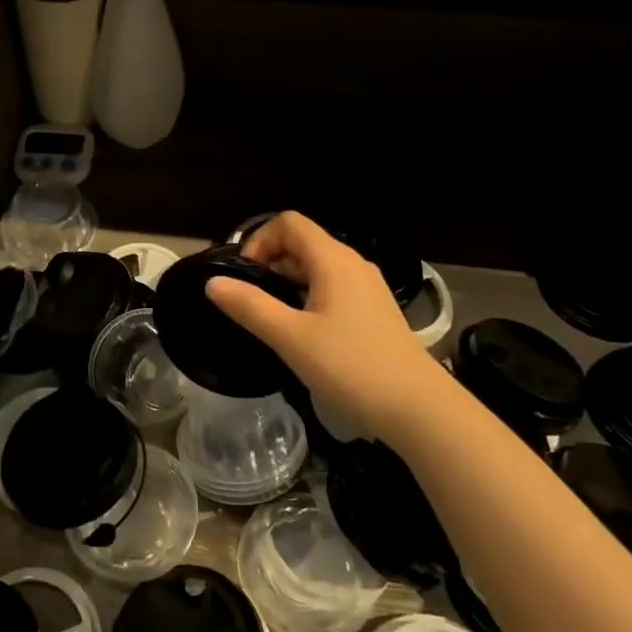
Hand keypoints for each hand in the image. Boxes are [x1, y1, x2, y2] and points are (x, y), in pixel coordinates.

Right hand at [206, 211, 440, 439]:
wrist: (418, 408)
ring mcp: (367, 287)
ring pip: (317, 267)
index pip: (288, 223)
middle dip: (269, 261)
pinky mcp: (374, 311)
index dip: (259, 240)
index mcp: (333, 260)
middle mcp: (352, 264)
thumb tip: (213, 282)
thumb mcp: (290, 337)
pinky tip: (300, 331)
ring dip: (287, 281)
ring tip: (269, 316)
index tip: (243, 276)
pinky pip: (331, 287)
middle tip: (247, 299)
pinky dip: (307, 295)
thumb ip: (249, 306)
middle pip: (302, 242)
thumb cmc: (351, 367)